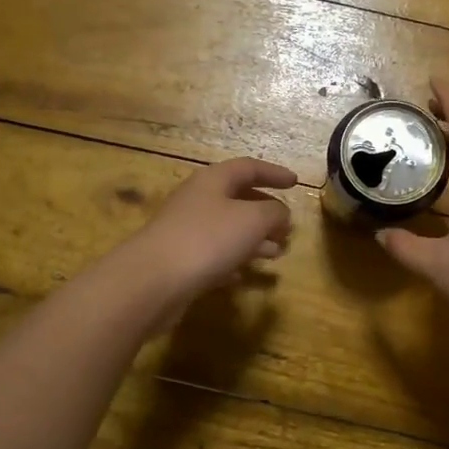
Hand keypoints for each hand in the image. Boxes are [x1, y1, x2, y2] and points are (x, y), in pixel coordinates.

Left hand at [114, 158, 297, 318]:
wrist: (152, 281)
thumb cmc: (207, 239)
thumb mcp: (252, 221)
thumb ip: (273, 213)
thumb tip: (281, 213)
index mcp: (213, 180)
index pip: (249, 167)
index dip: (274, 173)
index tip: (296, 183)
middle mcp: (198, 200)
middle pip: (238, 199)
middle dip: (266, 213)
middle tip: (288, 227)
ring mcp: (186, 230)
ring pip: (228, 229)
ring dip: (254, 239)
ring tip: (277, 253)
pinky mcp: (179, 260)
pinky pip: (213, 255)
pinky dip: (232, 261)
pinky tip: (244, 276)